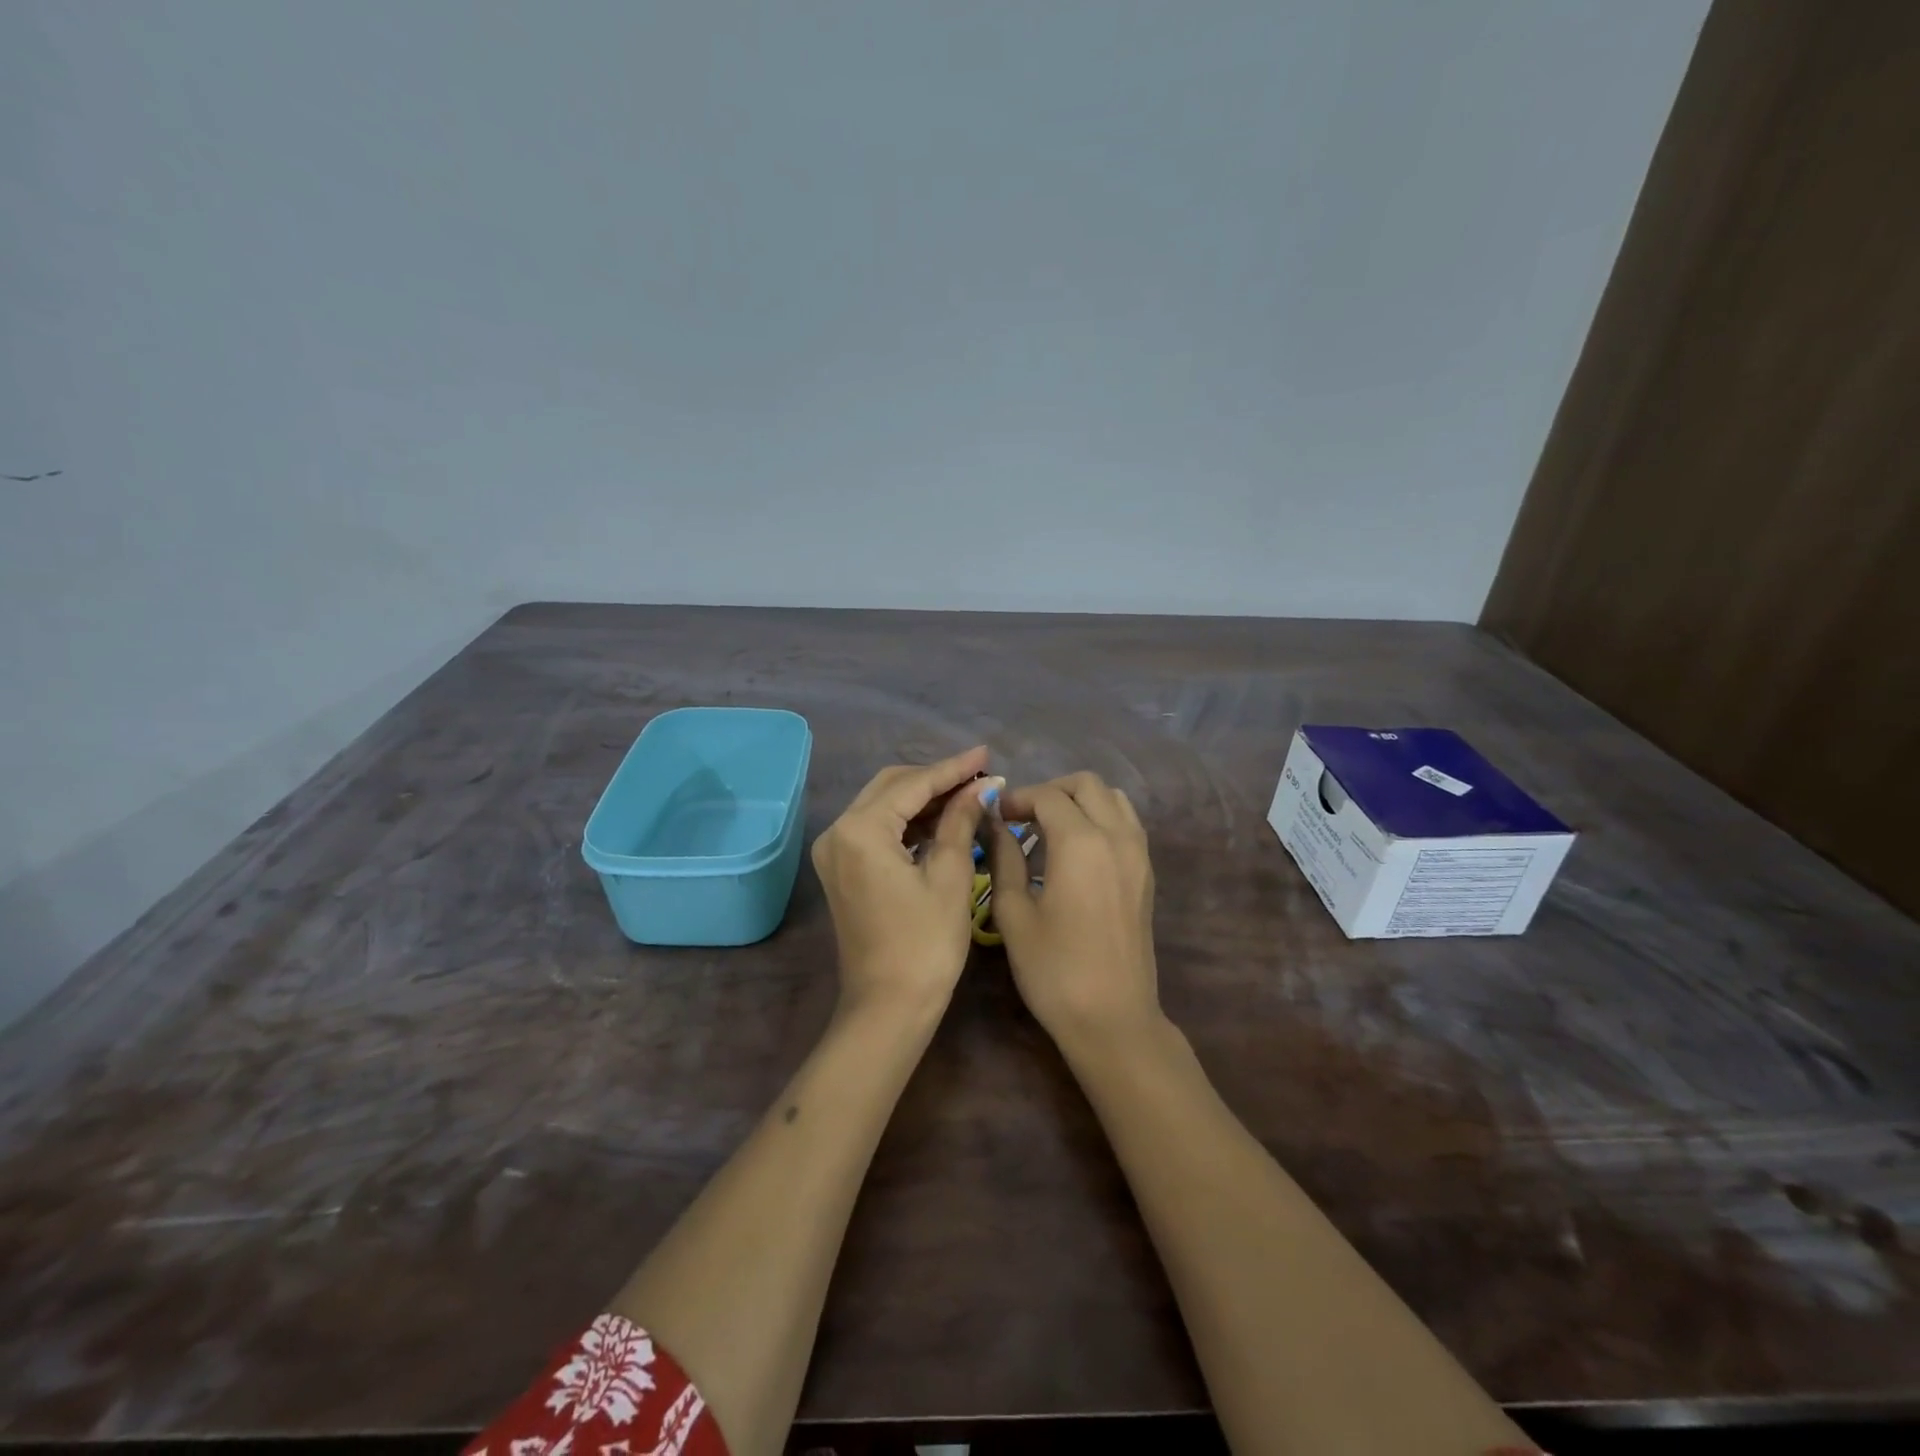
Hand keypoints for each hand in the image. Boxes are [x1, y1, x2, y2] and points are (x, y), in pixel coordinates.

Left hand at [811, 746, 998, 1018]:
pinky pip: (877, 830)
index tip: (986, 754)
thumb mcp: (949, 876)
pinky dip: (909, 822)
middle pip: (891, 787)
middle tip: (980, 775)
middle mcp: (838, 831)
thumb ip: (960, 820)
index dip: (953, 768)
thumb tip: (981, 786)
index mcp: (860, 830)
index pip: (913, 784)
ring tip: (969, 794)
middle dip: (936, 779)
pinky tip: (943, 820)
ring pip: (883, 806)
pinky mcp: (842, 869)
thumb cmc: (925, 944)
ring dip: (923, 799)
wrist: (888, 1008)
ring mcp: (835, 851)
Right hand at [986, 771, 1160, 1048]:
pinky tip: (1076, 849)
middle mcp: (1116, 836)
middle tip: (1021, 817)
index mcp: (1081, 842)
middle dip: (1050, 790)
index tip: (995, 817)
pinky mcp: (1146, 872)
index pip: (1047, 796)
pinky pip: (1126, 823)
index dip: (1017, 799)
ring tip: (1049, 829)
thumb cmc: (1054, 970)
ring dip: (1079, 801)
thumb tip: (995, 825)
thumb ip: (1004, 859)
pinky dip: (1101, 818)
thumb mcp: (1014, 913)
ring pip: (1112, 798)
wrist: (1112, 1018)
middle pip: (1086, 784)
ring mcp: (1138, 853)